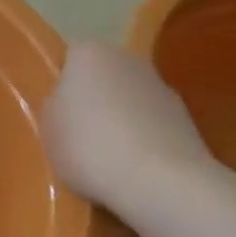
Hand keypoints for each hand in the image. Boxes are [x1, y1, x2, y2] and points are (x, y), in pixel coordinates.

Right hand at [41, 42, 213, 209]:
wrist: (162, 182)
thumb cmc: (90, 146)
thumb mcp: (48, 127)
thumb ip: (54, 106)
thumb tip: (67, 103)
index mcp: (90, 54)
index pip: (69, 57)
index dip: (61, 83)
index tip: (56, 111)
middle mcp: (129, 60)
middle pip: (103, 76)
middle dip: (93, 99)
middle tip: (78, 133)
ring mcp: (162, 89)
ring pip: (130, 100)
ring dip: (121, 120)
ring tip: (108, 158)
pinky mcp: (188, 120)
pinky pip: (152, 125)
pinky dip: (144, 140)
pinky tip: (134, 168)